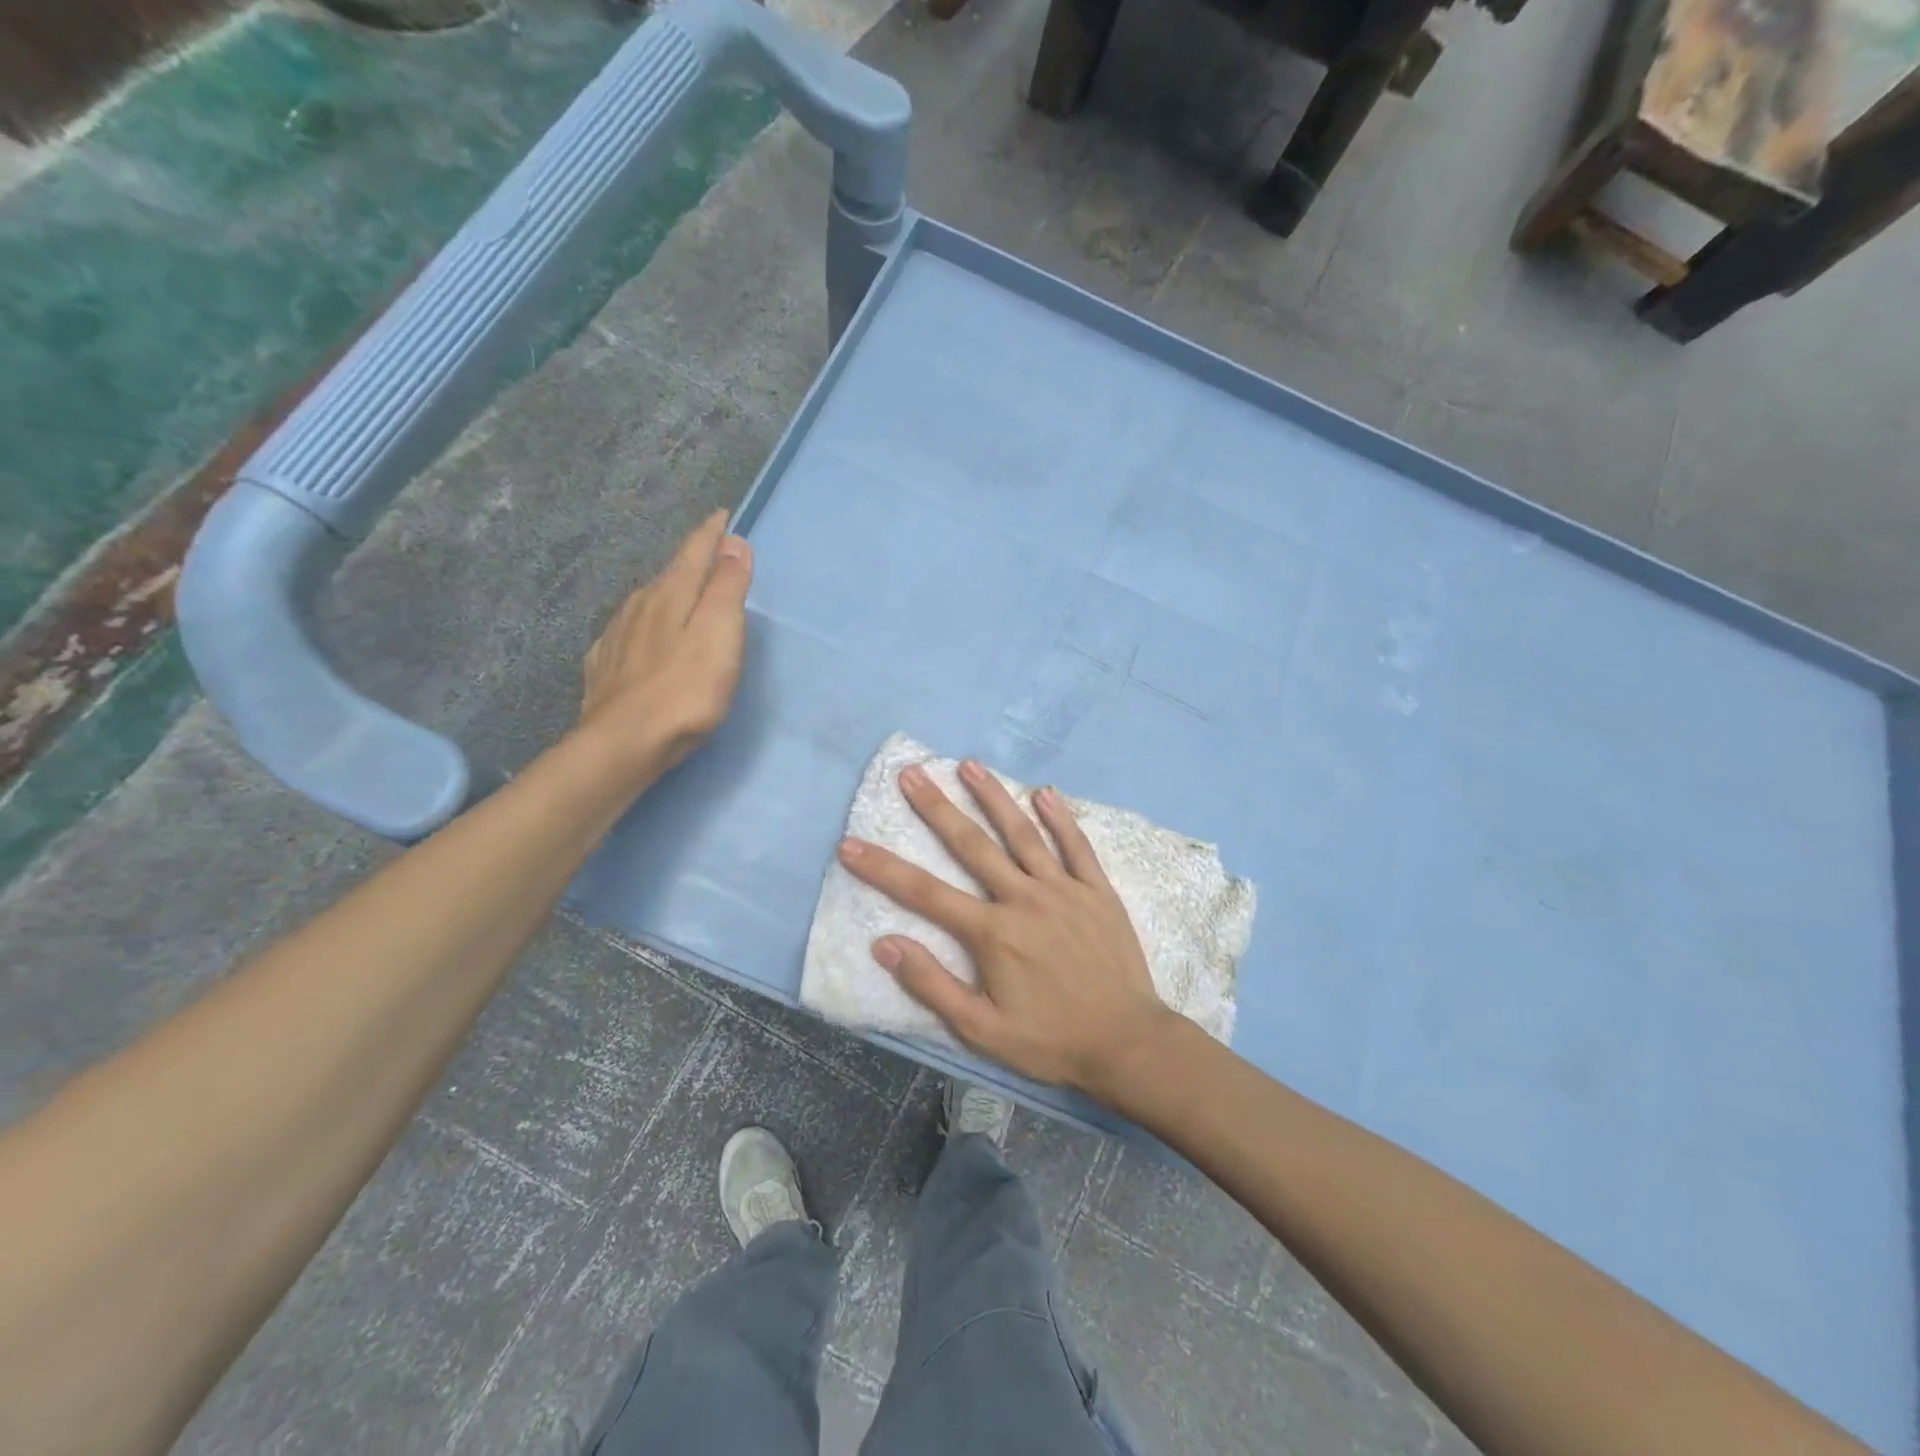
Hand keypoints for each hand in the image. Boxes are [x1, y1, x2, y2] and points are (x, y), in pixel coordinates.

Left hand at [579, 509, 752, 778]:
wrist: (625, 743)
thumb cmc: (686, 689)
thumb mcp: (719, 633)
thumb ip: (727, 587)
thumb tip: (733, 542)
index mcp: (670, 594)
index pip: (694, 551)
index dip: (711, 533)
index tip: (722, 514)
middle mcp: (639, 606)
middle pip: (670, 574)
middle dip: (691, 562)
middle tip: (710, 556)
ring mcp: (617, 636)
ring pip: (647, 603)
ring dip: (668, 594)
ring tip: (682, 596)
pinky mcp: (606, 667)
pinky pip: (630, 632)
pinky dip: (646, 626)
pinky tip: (646, 639)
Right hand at [837, 760, 1176, 1097]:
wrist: (1127, 1043)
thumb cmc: (1050, 1041)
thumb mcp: (981, 1030)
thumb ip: (932, 985)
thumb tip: (884, 944)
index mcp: (992, 932)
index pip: (925, 893)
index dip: (883, 869)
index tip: (851, 844)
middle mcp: (1023, 899)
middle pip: (971, 846)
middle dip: (936, 808)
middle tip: (911, 774)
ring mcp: (1063, 890)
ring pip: (1022, 834)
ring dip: (994, 797)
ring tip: (969, 765)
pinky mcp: (1097, 891)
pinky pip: (1077, 846)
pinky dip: (1060, 818)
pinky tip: (1044, 792)